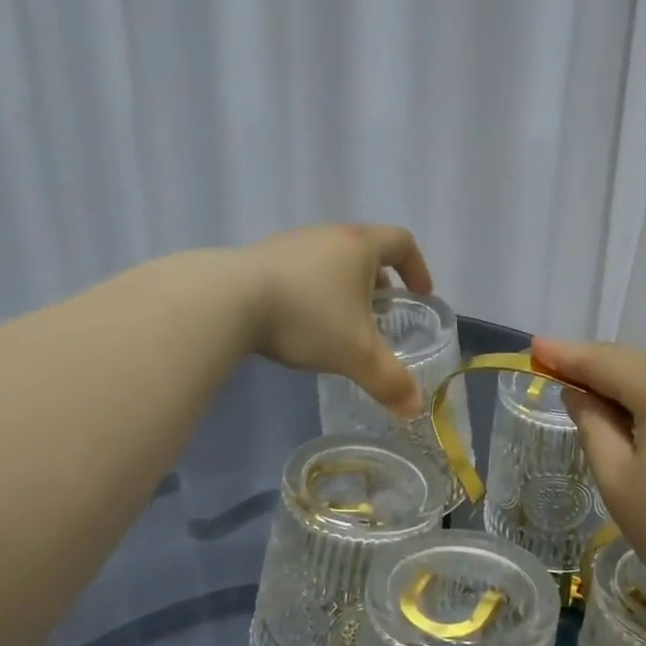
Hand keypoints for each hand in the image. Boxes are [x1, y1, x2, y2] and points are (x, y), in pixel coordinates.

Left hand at [239, 224, 433, 416]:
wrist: (226, 301)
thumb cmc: (307, 317)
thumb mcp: (356, 354)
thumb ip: (389, 380)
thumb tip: (414, 410)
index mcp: (359, 246)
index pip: (401, 242)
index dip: (417, 267)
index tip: (420, 294)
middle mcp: (327, 235)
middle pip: (364, 250)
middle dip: (379, 282)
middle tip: (381, 315)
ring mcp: (290, 244)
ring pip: (330, 260)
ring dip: (343, 287)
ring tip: (340, 323)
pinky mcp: (260, 258)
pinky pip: (300, 271)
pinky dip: (312, 291)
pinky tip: (299, 323)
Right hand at [531, 338, 645, 645]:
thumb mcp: (619, 481)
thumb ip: (593, 426)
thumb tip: (580, 394)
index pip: (605, 360)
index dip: (566, 354)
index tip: (535, 346)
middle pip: (637, 366)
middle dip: (597, 369)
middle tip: (558, 373)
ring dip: (629, 390)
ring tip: (598, 406)